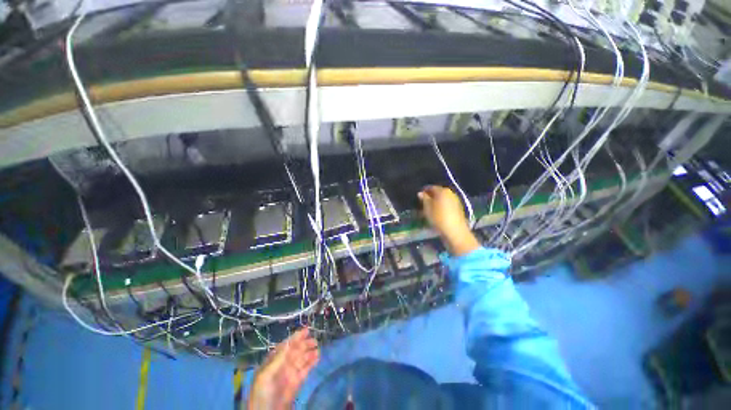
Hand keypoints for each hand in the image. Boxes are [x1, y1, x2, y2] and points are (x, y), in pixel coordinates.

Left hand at [247, 328, 319, 409]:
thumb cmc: (261, 394)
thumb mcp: (265, 375)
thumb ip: (277, 359)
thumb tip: (288, 342)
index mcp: (272, 362)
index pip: (285, 346)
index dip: (295, 338)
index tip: (306, 330)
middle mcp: (281, 366)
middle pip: (295, 352)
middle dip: (304, 344)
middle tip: (314, 340)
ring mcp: (289, 375)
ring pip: (301, 360)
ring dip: (309, 353)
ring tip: (318, 348)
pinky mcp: (296, 384)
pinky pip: (304, 371)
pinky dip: (311, 364)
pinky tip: (317, 358)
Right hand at [418, 186, 479, 255]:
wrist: (455, 231)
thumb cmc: (438, 217)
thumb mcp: (427, 208)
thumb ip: (424, 199)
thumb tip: (420, 193)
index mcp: (442, 190)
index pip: (430, 187)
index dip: (423, 191)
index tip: (418, 197)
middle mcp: (450, 193)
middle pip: (438, 192)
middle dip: (430, 196)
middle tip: (423, 203)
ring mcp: (455, 200)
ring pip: (442, 198)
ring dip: (436, 202)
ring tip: (429, 209)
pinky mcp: (458, 208)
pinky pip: (447, 204)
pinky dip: (441, 206)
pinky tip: (437, 213)